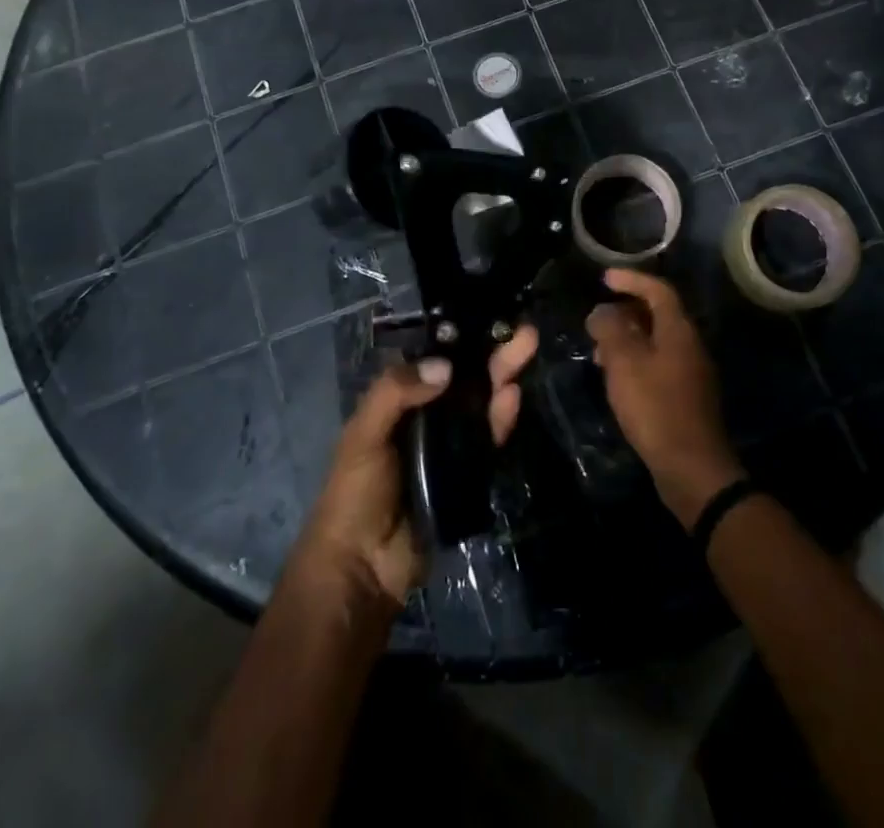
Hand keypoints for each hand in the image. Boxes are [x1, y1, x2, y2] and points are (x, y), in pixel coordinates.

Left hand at [288, 323, 538, 610]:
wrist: (363, 568)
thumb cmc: (354, 492)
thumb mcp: (363, 434)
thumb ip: (396, 392)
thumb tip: (446, 366)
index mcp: (399, 401)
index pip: (433, 360)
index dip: (459, 339)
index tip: (487, 316)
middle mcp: (428, 417)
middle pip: (465, 378)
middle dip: (493, 353)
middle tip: (524, 331)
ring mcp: (451, 445)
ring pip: (482, 402)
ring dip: (504, 376)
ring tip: (528, 348)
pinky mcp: (470, 472)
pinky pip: (489, 438)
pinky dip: (503, 416)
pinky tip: (515, 396)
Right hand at [589, 269, 744, 529]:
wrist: (692, 468)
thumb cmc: (656, 408)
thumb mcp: (625, 364)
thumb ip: (610, 331)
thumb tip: (601, 311)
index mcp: (679, 330)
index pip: (658, 290)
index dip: (632, 279)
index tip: (604, 278)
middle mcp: (690, 345)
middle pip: (659, 314)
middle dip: (626, 310)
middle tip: (597, 316)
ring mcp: (692, 372)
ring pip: (657, 341)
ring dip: (628, 338)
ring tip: (598, 350)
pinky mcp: (686, 397)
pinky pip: (659, 364)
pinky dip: (636, 360)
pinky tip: (617, 379)